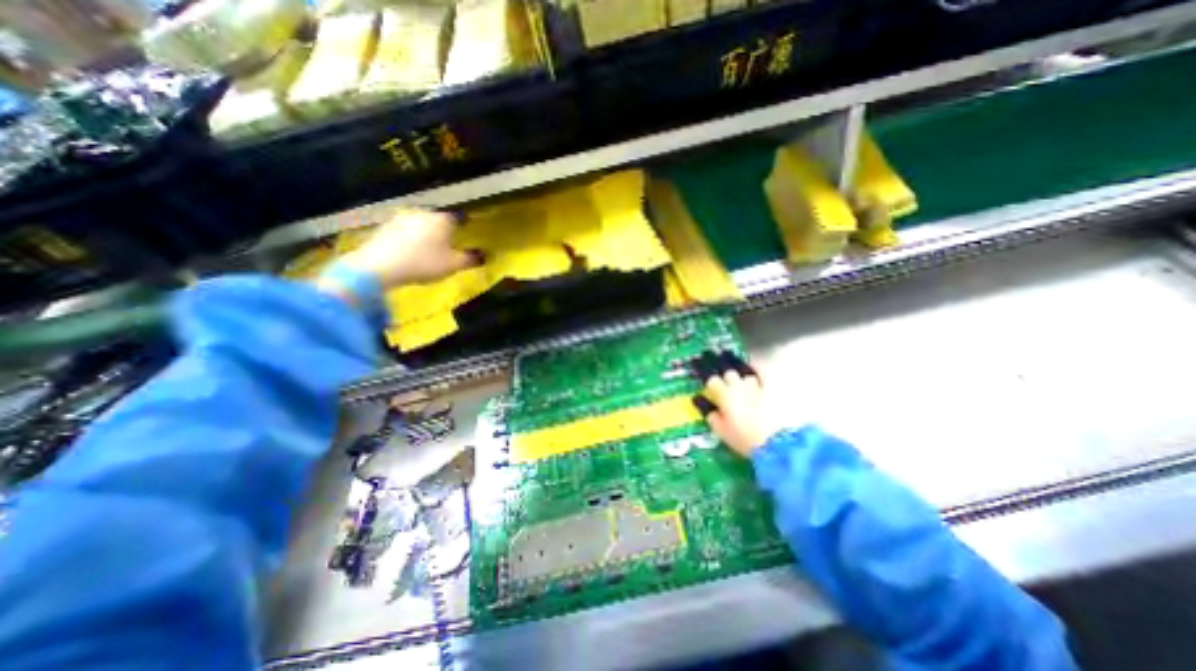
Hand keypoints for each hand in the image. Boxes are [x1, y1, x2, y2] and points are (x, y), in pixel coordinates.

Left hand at [338, 206, 479, 288]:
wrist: (379, 266)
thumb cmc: (424, 263)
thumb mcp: (453, 265)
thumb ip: (470, 259)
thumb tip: (484, 255)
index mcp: (442, 219)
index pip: (459, 216)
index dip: (465, 223)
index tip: (468, 230)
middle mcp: (423, 213)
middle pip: (438, 218)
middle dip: (444, 228)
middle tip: (449, 241)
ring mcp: (401, 217)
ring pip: (421, 222)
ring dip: (426, 231)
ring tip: (429, 246)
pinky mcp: (385, 226)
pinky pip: (405, 229)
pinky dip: (410, 236)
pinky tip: (410, 249)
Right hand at [703, 365, 786, 458]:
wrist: (777, 443)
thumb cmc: (745, 439)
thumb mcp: (722, 431)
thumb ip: (711, 416)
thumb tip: (705, 406)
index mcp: (724, 395)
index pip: (712, 381)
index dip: (711, 385)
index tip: (711, 390)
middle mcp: (739, 386)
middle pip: (729, 374)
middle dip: (726, 379)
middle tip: (726, 388)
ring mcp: (756, 385)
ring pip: (745, 374)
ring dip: (742, 379)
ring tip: (743, 385)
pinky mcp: (771, 389)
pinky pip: (762, 373)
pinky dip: (757, 369)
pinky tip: (755, 369)